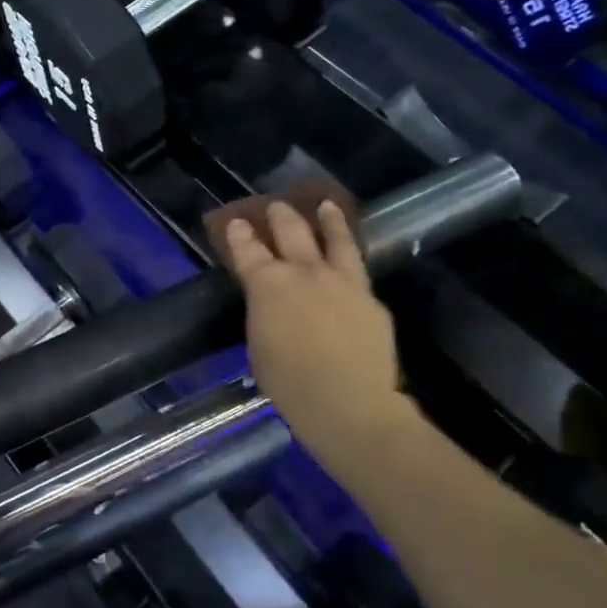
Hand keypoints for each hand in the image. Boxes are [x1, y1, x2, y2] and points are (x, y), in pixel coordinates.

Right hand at [223, 200, 417, 454]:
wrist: (348, 402)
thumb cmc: (288, 382)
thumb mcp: (259, 344)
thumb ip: (264, 313)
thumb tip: (271, 303)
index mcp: (268, 284)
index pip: (247, 250)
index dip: (239, 234)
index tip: (235, 222)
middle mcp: (305, 272)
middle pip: (291, 232)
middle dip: (280, 216)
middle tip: (276, 206)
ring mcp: (343, 281)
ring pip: (336, 239)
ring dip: (329, 220)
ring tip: (327, 205)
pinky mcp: (371, 298)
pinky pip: (358, 270)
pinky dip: (350, 258)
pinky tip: (350, 260)